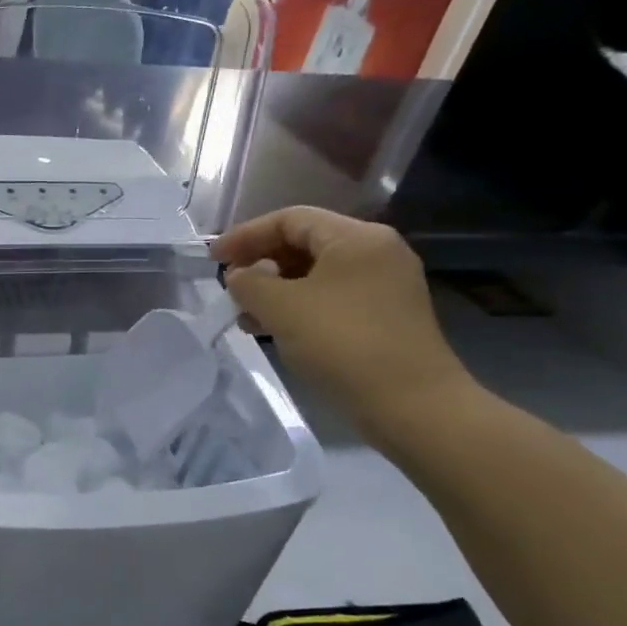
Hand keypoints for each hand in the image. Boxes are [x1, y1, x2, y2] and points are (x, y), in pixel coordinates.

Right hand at [211, 207, 470, 429]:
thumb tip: (239, 276)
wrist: (413, 406)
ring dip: (275, 288)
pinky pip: (331, 296)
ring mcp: (385, 284)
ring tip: (245, 314)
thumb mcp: (280, 307)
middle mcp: (376, 251)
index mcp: (356, 238)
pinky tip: (273, 328)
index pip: (289, 219)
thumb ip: (248, 282)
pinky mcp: (385, 315)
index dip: (245, 235)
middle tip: (229, 285)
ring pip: (315, 272)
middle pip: (304, 243)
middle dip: (260, 262)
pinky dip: (298, 305)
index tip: (213, 259)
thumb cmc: (343, 344)